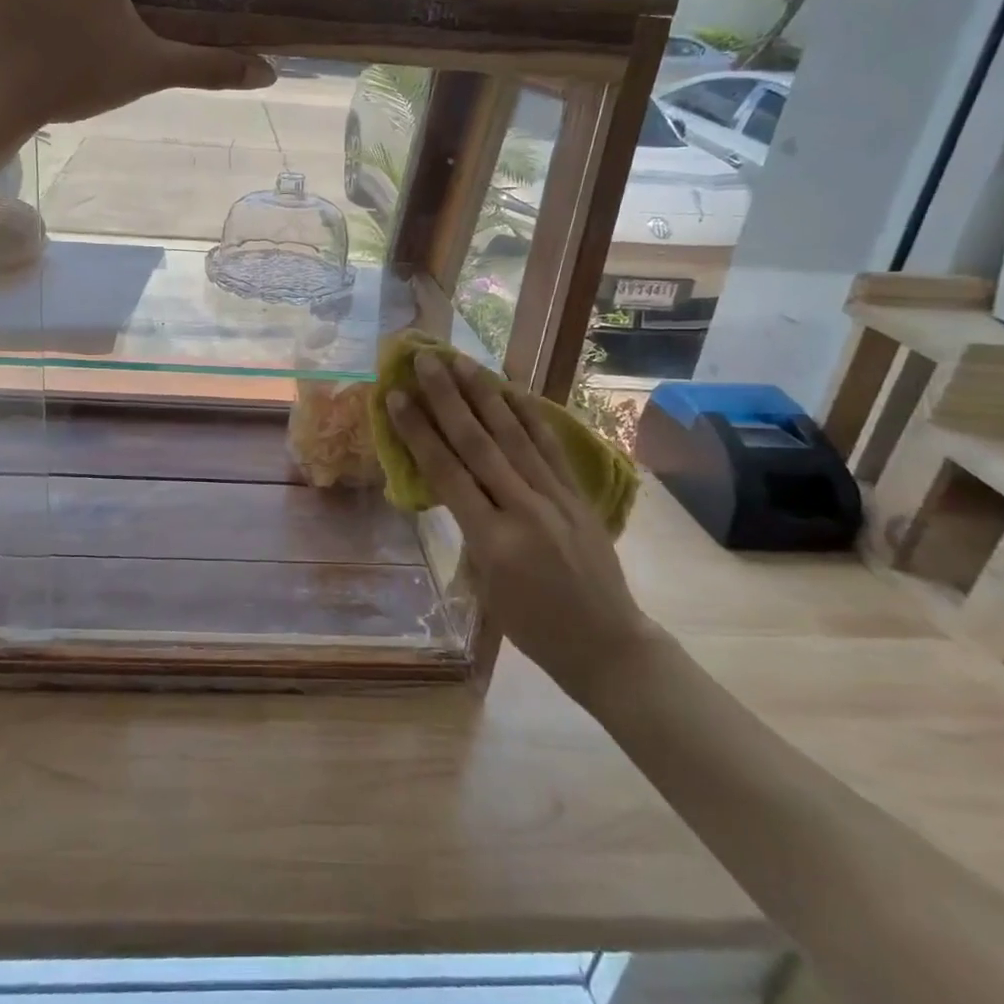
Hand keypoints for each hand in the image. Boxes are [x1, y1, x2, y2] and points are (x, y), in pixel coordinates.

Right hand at [387, 352, 654, 699]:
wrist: (606, 644)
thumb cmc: (532, 627)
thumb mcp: (484, 584)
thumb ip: (468, 529)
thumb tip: (453, 483)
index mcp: (492, 540)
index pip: (447, 473)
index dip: (419, 431)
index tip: (397, 396)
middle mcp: (524, 509)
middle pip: (478, 442)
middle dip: (447, 397)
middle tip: (425, 359)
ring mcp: (556, 498)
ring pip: (513, 435)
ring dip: (483, 393)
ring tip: (461, 361)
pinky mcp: (578, 494)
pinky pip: (549, 446)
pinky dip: (528, 415)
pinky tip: (512, 389)